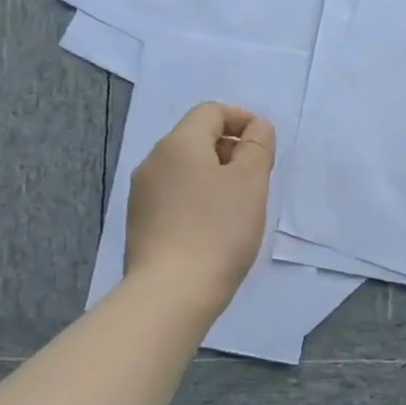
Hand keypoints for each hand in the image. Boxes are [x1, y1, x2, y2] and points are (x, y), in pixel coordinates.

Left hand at [125, 103, 275, 309]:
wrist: (171, 292)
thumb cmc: (218, 230)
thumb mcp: (251, 182)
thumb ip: (258, 146)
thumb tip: (256, 127)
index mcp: (178, 144)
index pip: (211, 112)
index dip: (242, 120)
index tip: (265, 146)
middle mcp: (153, 161)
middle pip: (196, 138)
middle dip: (230, 150)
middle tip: (257, 179)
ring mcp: (142, 194)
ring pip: (185, 169)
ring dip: (214, 176)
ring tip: (238, 206)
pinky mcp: (140, 223)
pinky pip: (174, 196)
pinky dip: (197, 199)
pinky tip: (213, 227)